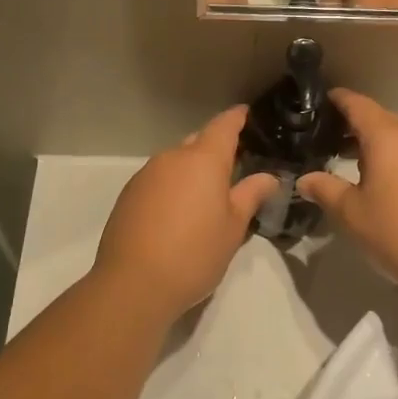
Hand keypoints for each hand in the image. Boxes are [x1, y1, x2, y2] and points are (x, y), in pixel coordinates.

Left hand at [94, 106, 280, 316]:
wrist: (133, 284)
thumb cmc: (194, 253)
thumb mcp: (233, 227)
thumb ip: (250, 195)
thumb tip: (268, 177)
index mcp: (203, 159)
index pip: (223, 125)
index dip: (237, 118)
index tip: (247, 114)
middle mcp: (172, 157)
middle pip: (198, 141)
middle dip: (216, 148)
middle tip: (235, 166)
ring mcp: (146, 174)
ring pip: (176, 161)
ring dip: (192, 169)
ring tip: (207, 194)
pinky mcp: (129, 194)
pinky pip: (158, 179)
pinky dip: (173, 185)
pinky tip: (178, 212)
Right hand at [297, 90, 397, 297]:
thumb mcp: (352, 215)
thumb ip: (325, 190)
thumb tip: (304, 179)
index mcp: (388, 137)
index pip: (358, 104)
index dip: (337, 100)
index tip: (319, 102)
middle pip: (379, 119)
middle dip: (352, 126)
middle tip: (326, 141)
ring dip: (375, 145)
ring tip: (351, 166)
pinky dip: (395, 159)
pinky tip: (385, 186)